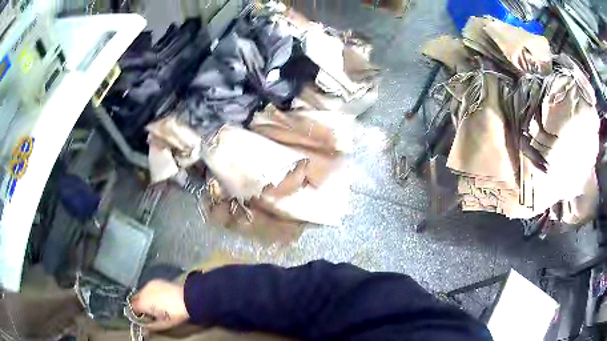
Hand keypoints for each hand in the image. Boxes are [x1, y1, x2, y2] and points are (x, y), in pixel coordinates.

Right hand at [131, 279, 189, 330]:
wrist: (188, 299)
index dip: (138, 314)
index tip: (145, 318)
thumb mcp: (163, 324)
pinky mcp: (157, 281)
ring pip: (143, 293)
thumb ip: (151, 327)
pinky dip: (152, 293)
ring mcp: (150, 284)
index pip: (133, 307)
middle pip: (137, 299)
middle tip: (153, 314)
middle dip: (142, 306)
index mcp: (143, 302)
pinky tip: (162, 299)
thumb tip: (144, 331)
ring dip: (147, 299)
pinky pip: (150, 288)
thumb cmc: (175, 314)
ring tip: (158, 306)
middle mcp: (143, 290)